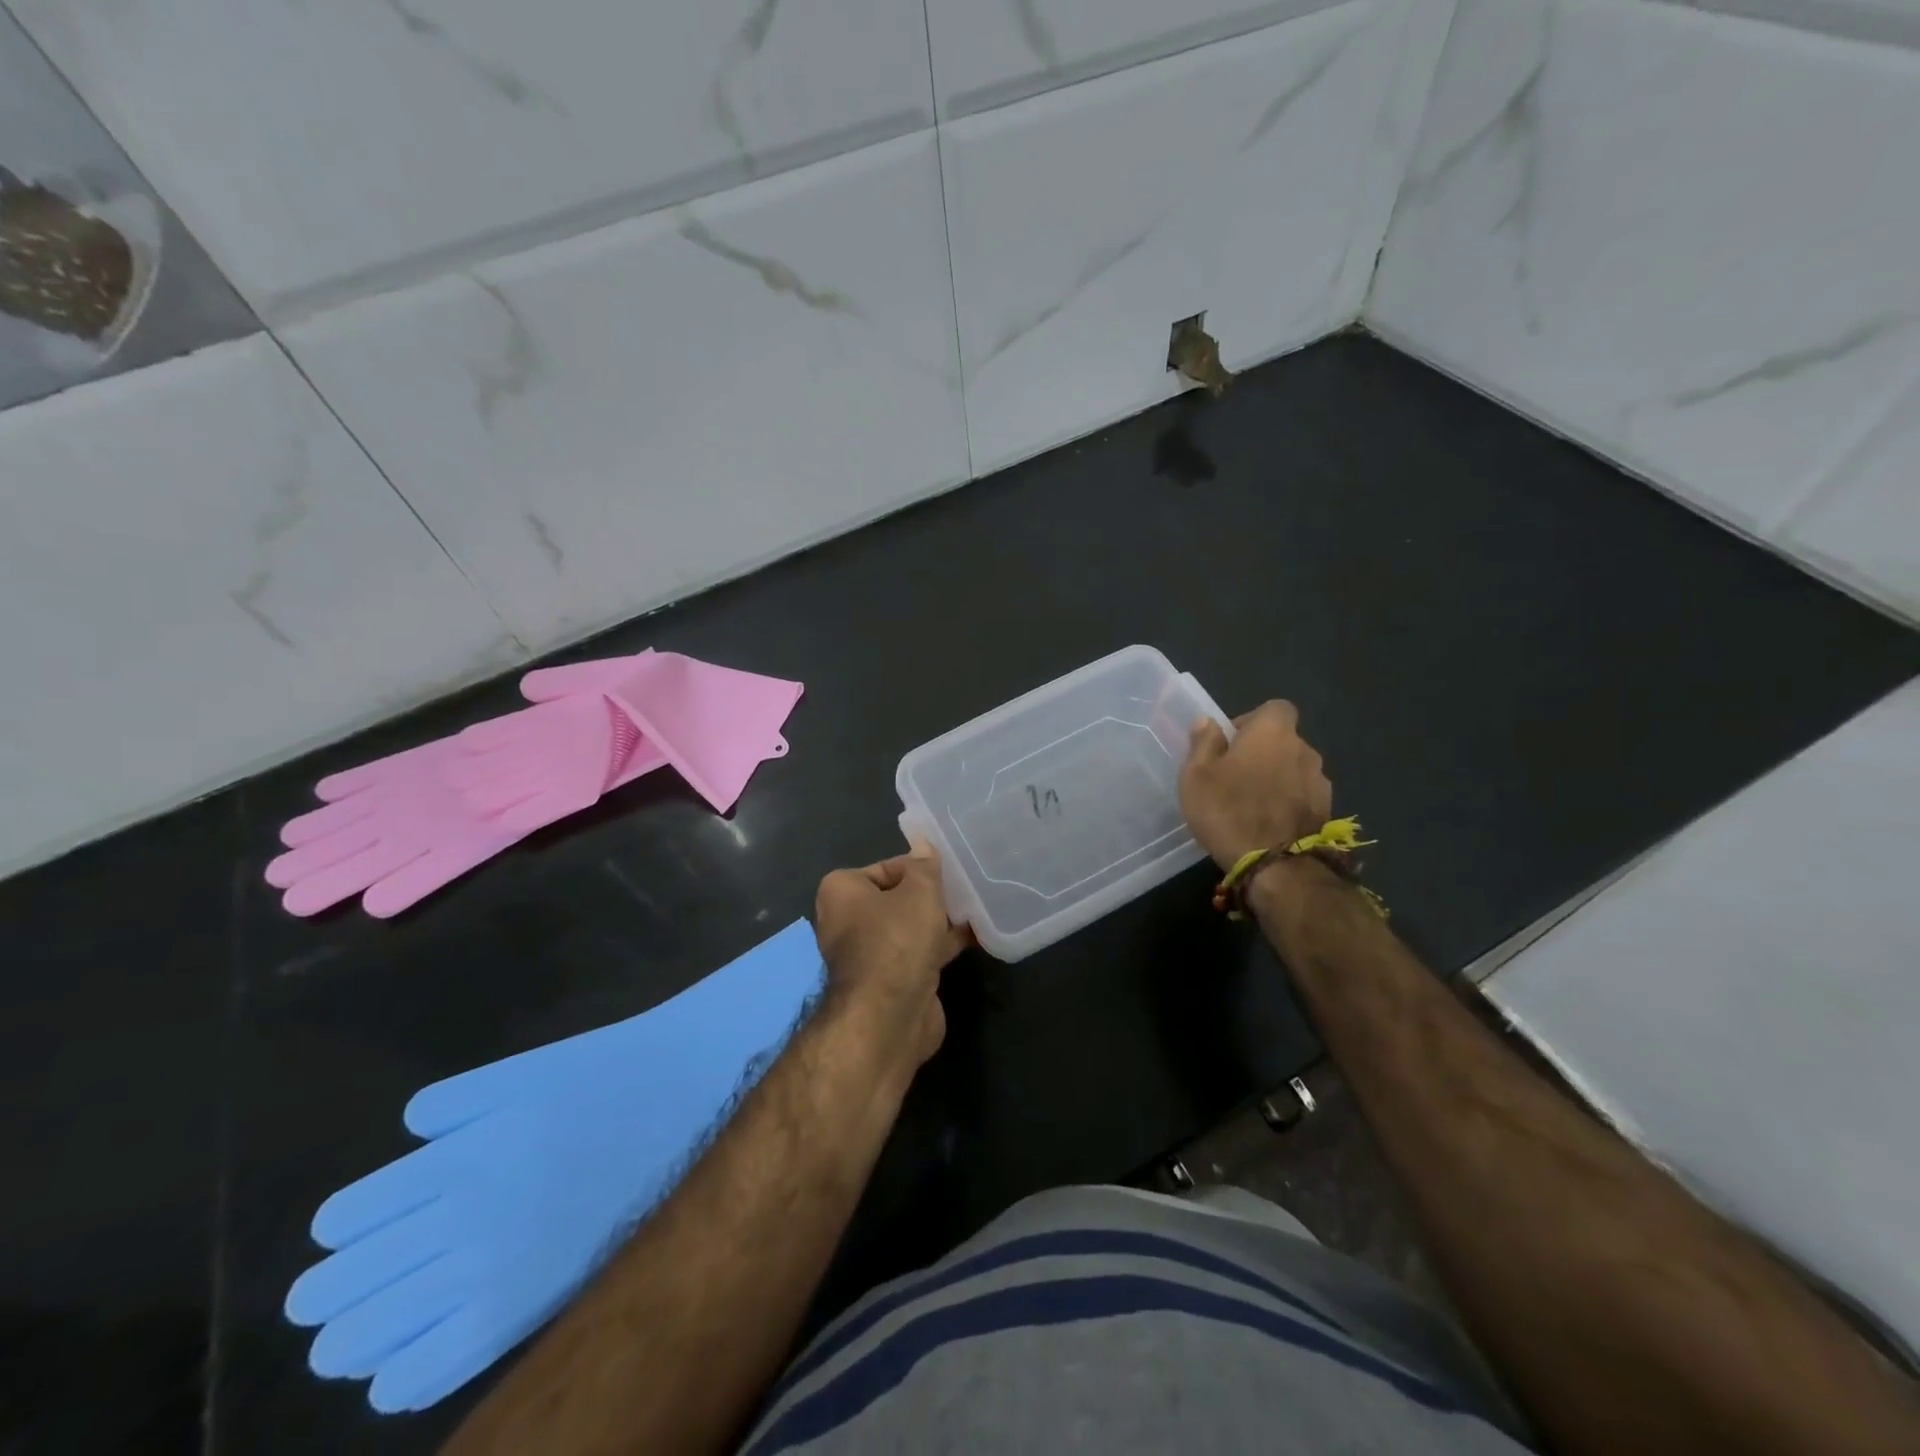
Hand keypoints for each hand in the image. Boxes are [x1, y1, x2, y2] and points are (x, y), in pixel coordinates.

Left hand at [814, 850, 968, 1072]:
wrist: (889, 1016)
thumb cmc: (897, 939)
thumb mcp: (919, 891)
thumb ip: (925, 867)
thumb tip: (923, 845)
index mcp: (841, 892)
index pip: (885, 868)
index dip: (918, 868)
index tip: (947, 871)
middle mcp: (847, 921)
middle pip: (897, 898)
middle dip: (930, 895)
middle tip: (965, 887)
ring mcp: (869, 954)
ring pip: (910, 927)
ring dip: (939, 920)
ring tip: (976, 907)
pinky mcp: (890, 981)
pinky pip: (918, 953)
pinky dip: (942, 945)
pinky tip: (975, 936)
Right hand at [1179, 700, 1332, 868]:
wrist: (1275, 866)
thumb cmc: (1228, 811)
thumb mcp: (1196, 776)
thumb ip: (1203, 743)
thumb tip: (1209, 722)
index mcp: (1273, 732)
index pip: (1274, 708)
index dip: (1252, 721)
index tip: (1231, 743)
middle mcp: (1304, 749)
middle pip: (1284, 740)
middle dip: (1263, 752)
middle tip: (1236, 777)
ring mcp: (1320, 782)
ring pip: (1294, 769)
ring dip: (1278, 778)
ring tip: (1253, 804)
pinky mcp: (1327, 811)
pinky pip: (1303, 796)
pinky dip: (1289, 802)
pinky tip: (1269, 824)